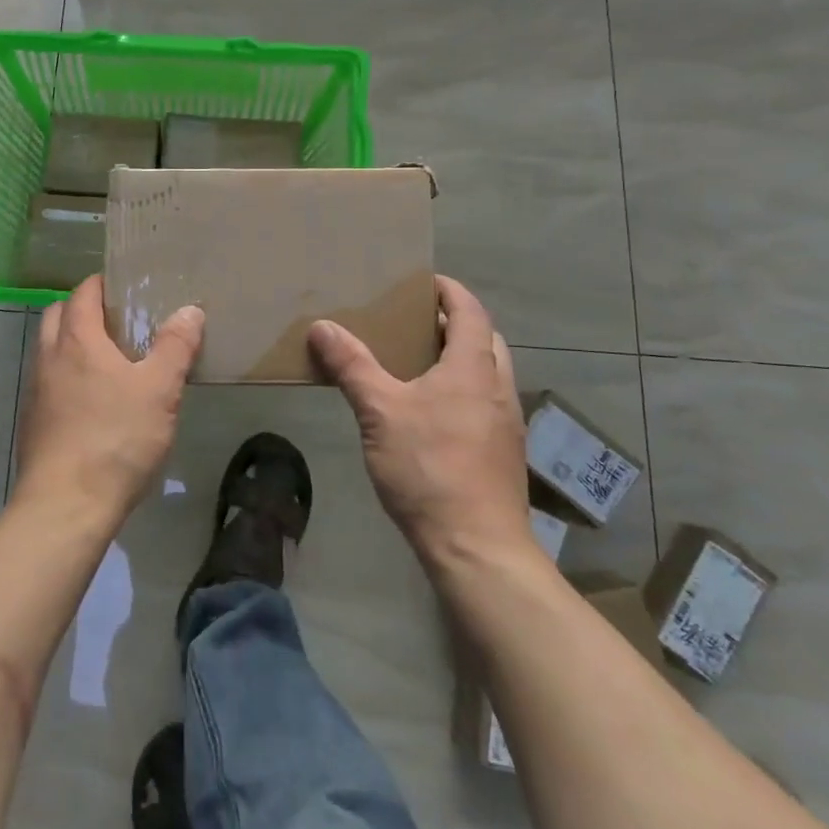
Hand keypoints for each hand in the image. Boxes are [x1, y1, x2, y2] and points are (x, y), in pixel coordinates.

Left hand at [14, 276, 204, 526]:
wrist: (66, 505)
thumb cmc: (116, 439)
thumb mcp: (159, 390)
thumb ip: (175, 347)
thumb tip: (190, 310)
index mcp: (77, 340)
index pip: (83, 292)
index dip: (102, 284)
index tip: (126, 287)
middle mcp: (49, 357)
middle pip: (57, 315)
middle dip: (83, 309)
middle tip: (118, 321)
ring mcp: (36, 391)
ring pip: (50, 350)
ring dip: (72, 343)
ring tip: (110, 361)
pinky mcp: (33, 422)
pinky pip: (49, 382)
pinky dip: (67, 376)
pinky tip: (94, 401)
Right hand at [308, 276, 536, 572]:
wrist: (476, 547)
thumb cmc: (429, 467)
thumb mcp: (379, 411)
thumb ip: (352, 366)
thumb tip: (322, 326)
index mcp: (473, 368)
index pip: (470, 312)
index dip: (449, 291)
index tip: (423, 282)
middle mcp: (498, 389)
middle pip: (486, 340)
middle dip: (456, 323)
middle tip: (416, 322)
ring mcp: (506, 423)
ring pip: (487, 374)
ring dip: (461, 359)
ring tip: (418, 363)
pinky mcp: (502, 453)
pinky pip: (485, 403)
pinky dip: (462, 390)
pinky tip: (430, 413)